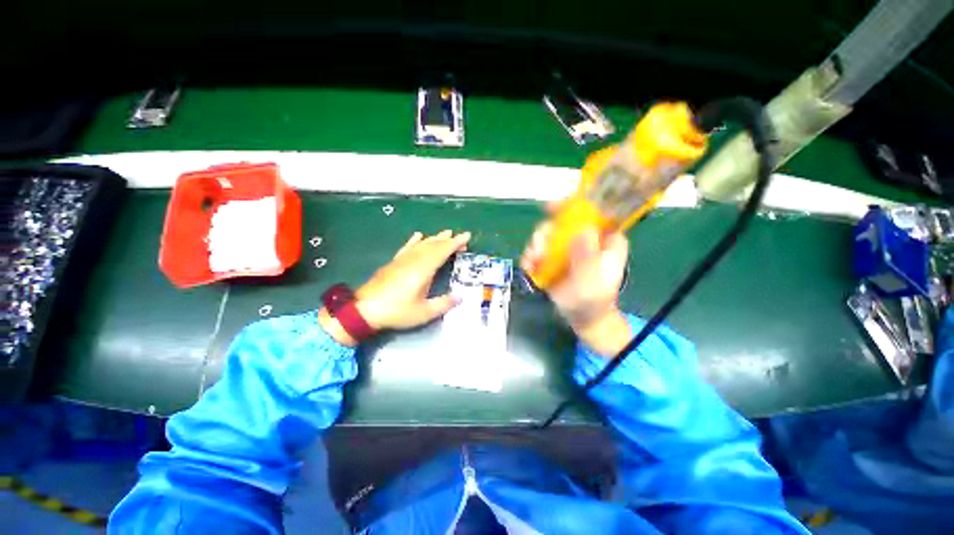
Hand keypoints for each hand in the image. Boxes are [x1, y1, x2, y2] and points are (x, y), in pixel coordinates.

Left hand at [319, 230, 470, 345]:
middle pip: (434, 245)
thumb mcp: (424, 312)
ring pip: (422, 244)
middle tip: (461, 239)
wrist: (364, 310)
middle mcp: (414, 260)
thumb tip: (461, 296)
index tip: (467, 236)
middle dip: (449, 240)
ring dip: (435, 238)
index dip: (455, 243)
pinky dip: (414, 240)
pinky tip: (418, 235)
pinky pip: (407, 247)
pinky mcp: (394, 263)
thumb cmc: (396, 311)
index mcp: (423, 269)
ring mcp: (402, 260)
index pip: (443, 251)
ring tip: (446, 233)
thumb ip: (444, 303)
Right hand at [521, 217, 631, 355]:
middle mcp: (585, 236)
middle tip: (538, 247)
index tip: (553, 207)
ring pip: (547, 233)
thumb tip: (582, 230)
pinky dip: (530, 255)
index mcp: (605, 238)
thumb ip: (588, 260)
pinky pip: (538, 248)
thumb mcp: (593, 283)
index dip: (575, 203)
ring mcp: (567, 245)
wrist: (581, 316)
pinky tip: (529, 266)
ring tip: (533, 261)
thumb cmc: (594, 301)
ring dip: (536, 245)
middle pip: (563, 219)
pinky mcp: (552, 255)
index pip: (593, 210)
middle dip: (547, 230)